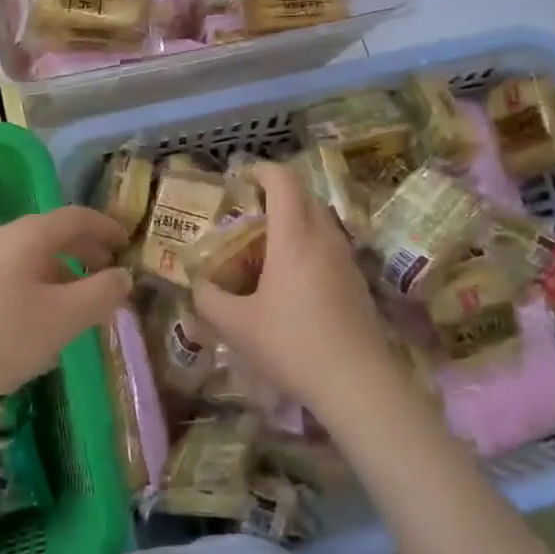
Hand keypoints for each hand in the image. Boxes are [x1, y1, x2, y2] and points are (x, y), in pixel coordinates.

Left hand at [0, 206, 131, 417]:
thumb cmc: (2, 338)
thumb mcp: (64, 318)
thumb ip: (101, 293)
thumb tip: (123, 276)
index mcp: (27, 235)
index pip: (76, 217)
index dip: (107, 228)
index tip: (128, 244)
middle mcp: (1, 237)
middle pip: (53, 233)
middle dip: (87, 251)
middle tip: (110, 275)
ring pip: (32, 256)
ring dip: (63, 271)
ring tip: (79, 302)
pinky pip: (12, 272)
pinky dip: (39, 284)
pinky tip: (40, 318)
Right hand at [193, 162, 401, 420]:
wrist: (358, 383)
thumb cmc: (292, 345)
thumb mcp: (237, 326)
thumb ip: (209, 300)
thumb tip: (197, 286)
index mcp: (294, 237)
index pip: (283, 180)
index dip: (261, 170)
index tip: (241, 179)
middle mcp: (324, 238)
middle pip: (304, 195)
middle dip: (276, 195)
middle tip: (248, 215)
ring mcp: (346, 259)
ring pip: (321, 220)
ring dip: (295, 221)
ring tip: (267, 249)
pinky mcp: (357, 281)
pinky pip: (330, 246)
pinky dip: (309, 246)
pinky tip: (292, 281)